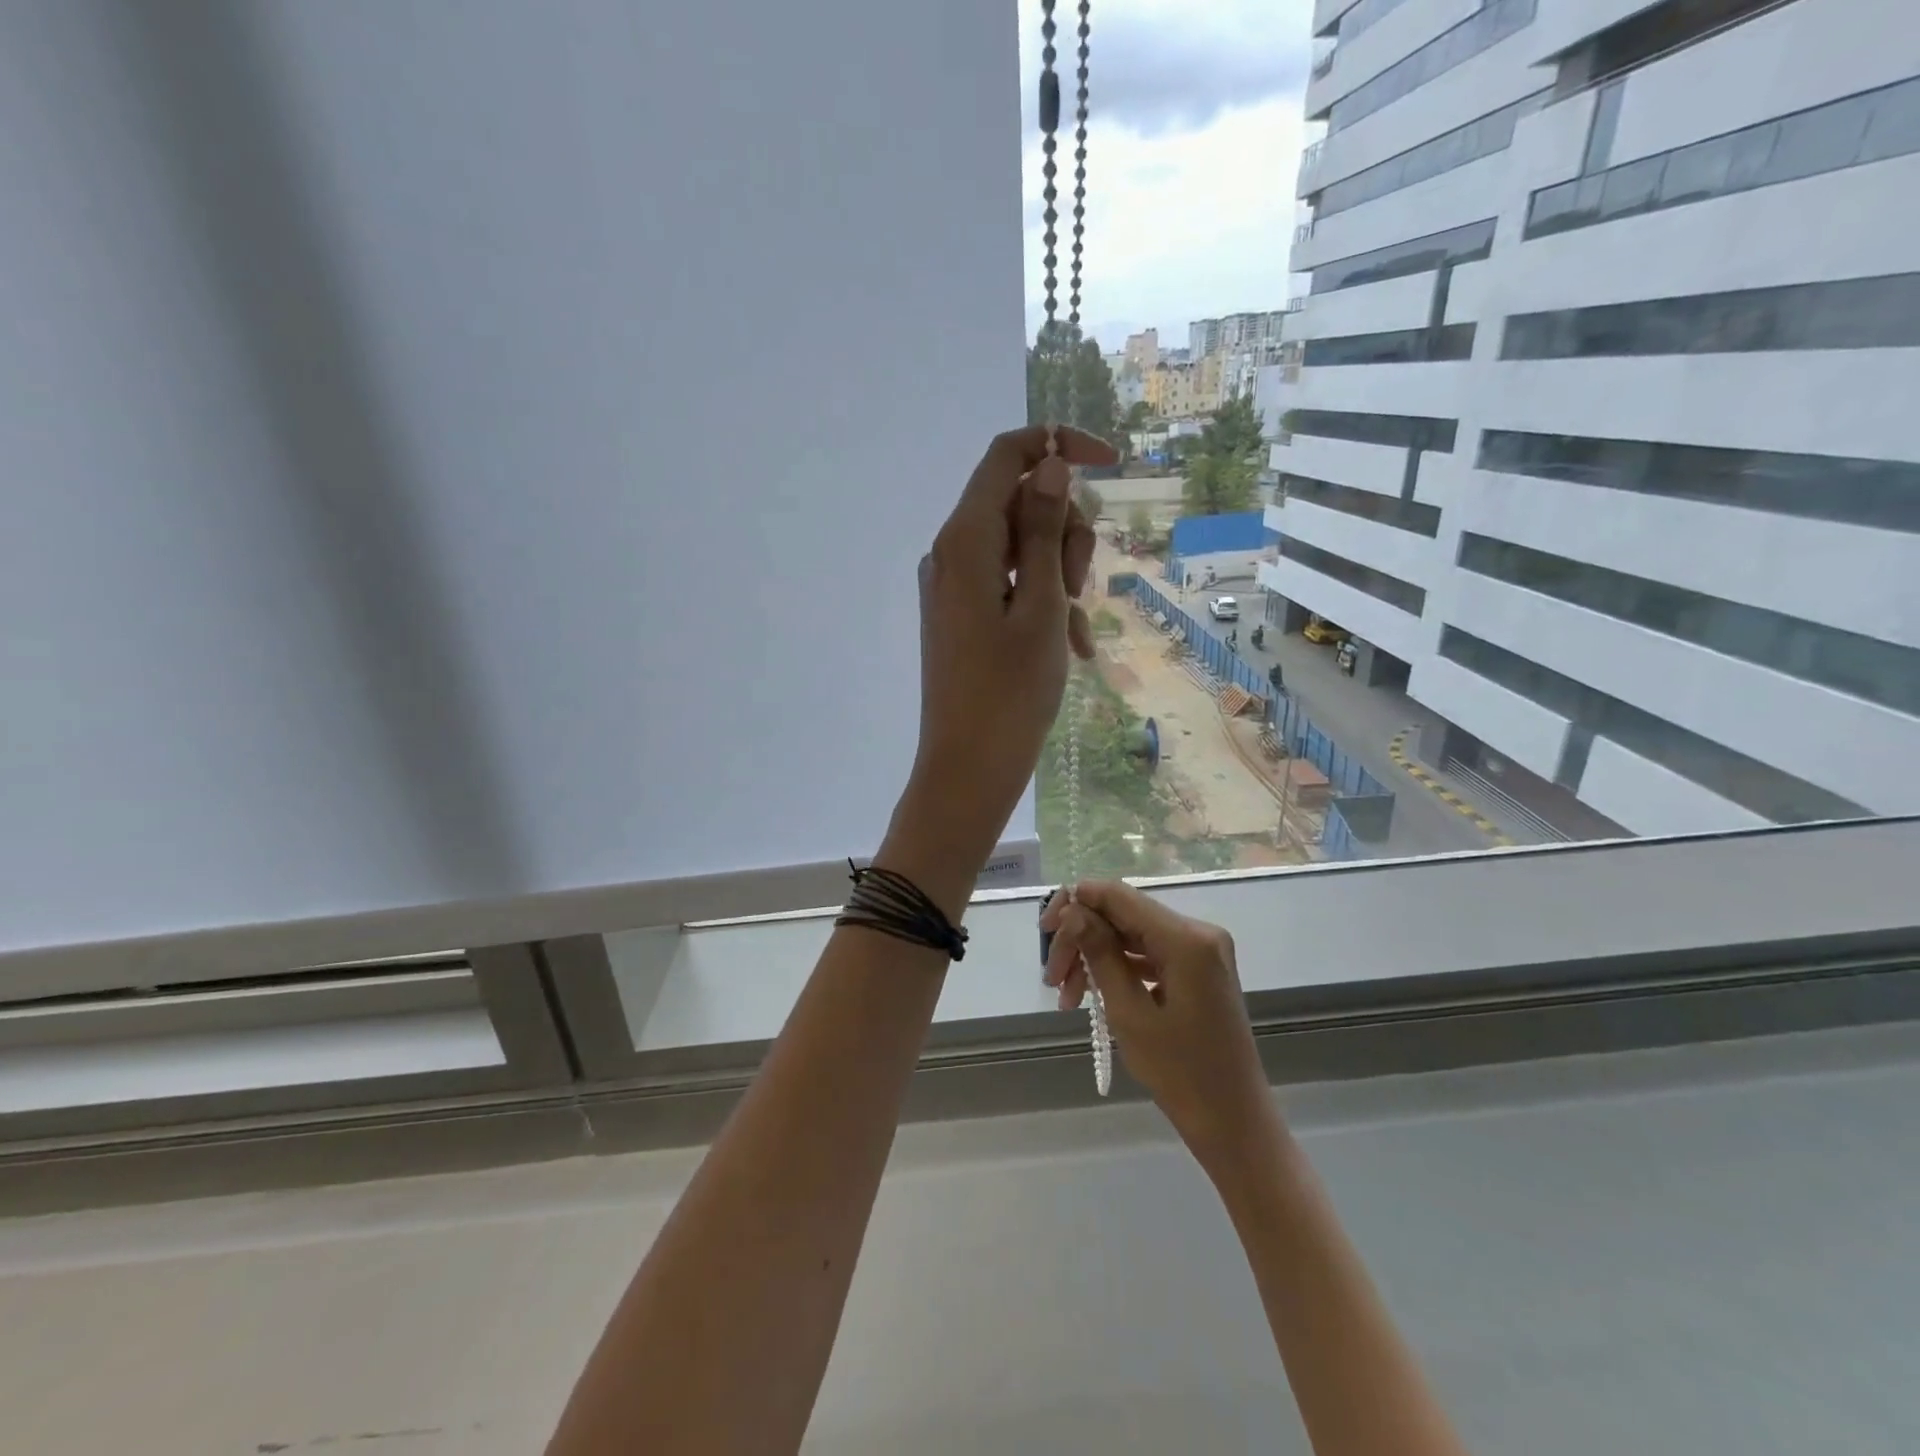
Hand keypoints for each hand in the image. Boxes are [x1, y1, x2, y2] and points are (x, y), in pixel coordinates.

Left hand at [905, 425, 1116, 855]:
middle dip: (1066, 530)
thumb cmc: (1011, 691)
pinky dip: (1044, 603)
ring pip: (1023, 546)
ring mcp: (955, 585)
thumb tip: (1049, 463)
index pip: (1007, 455)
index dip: (1059, 445)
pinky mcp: (963, 614)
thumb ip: (1045, 530)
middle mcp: (952, 551)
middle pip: (1021, 501)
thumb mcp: (1041, 604)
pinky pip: (1011, 585)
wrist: (969, 767)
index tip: (1113, 463)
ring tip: (1075, 630)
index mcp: (966, 539)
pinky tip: (1070, 646)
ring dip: (1061, 575)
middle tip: (1081, 586)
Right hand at [1041, 880, 1274, 1174]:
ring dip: (1094, 958)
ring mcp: (1200, 951)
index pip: (1119, 896)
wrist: (1234, 1123)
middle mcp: (1197, 932)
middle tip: (1051, 980)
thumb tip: (1072, 909)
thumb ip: (1100, 953)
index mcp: (1186, 938)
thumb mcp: (1129, 1013)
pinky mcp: (1198, 970)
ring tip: (1067, 999)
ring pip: (1131, 936)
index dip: (1076, 902)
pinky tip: (1092, 996)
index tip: (1044, 931)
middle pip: (1122, 916)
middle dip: (1081, 941)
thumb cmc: (1182, 1074)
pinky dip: (1117, 970)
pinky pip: (1148, 955)